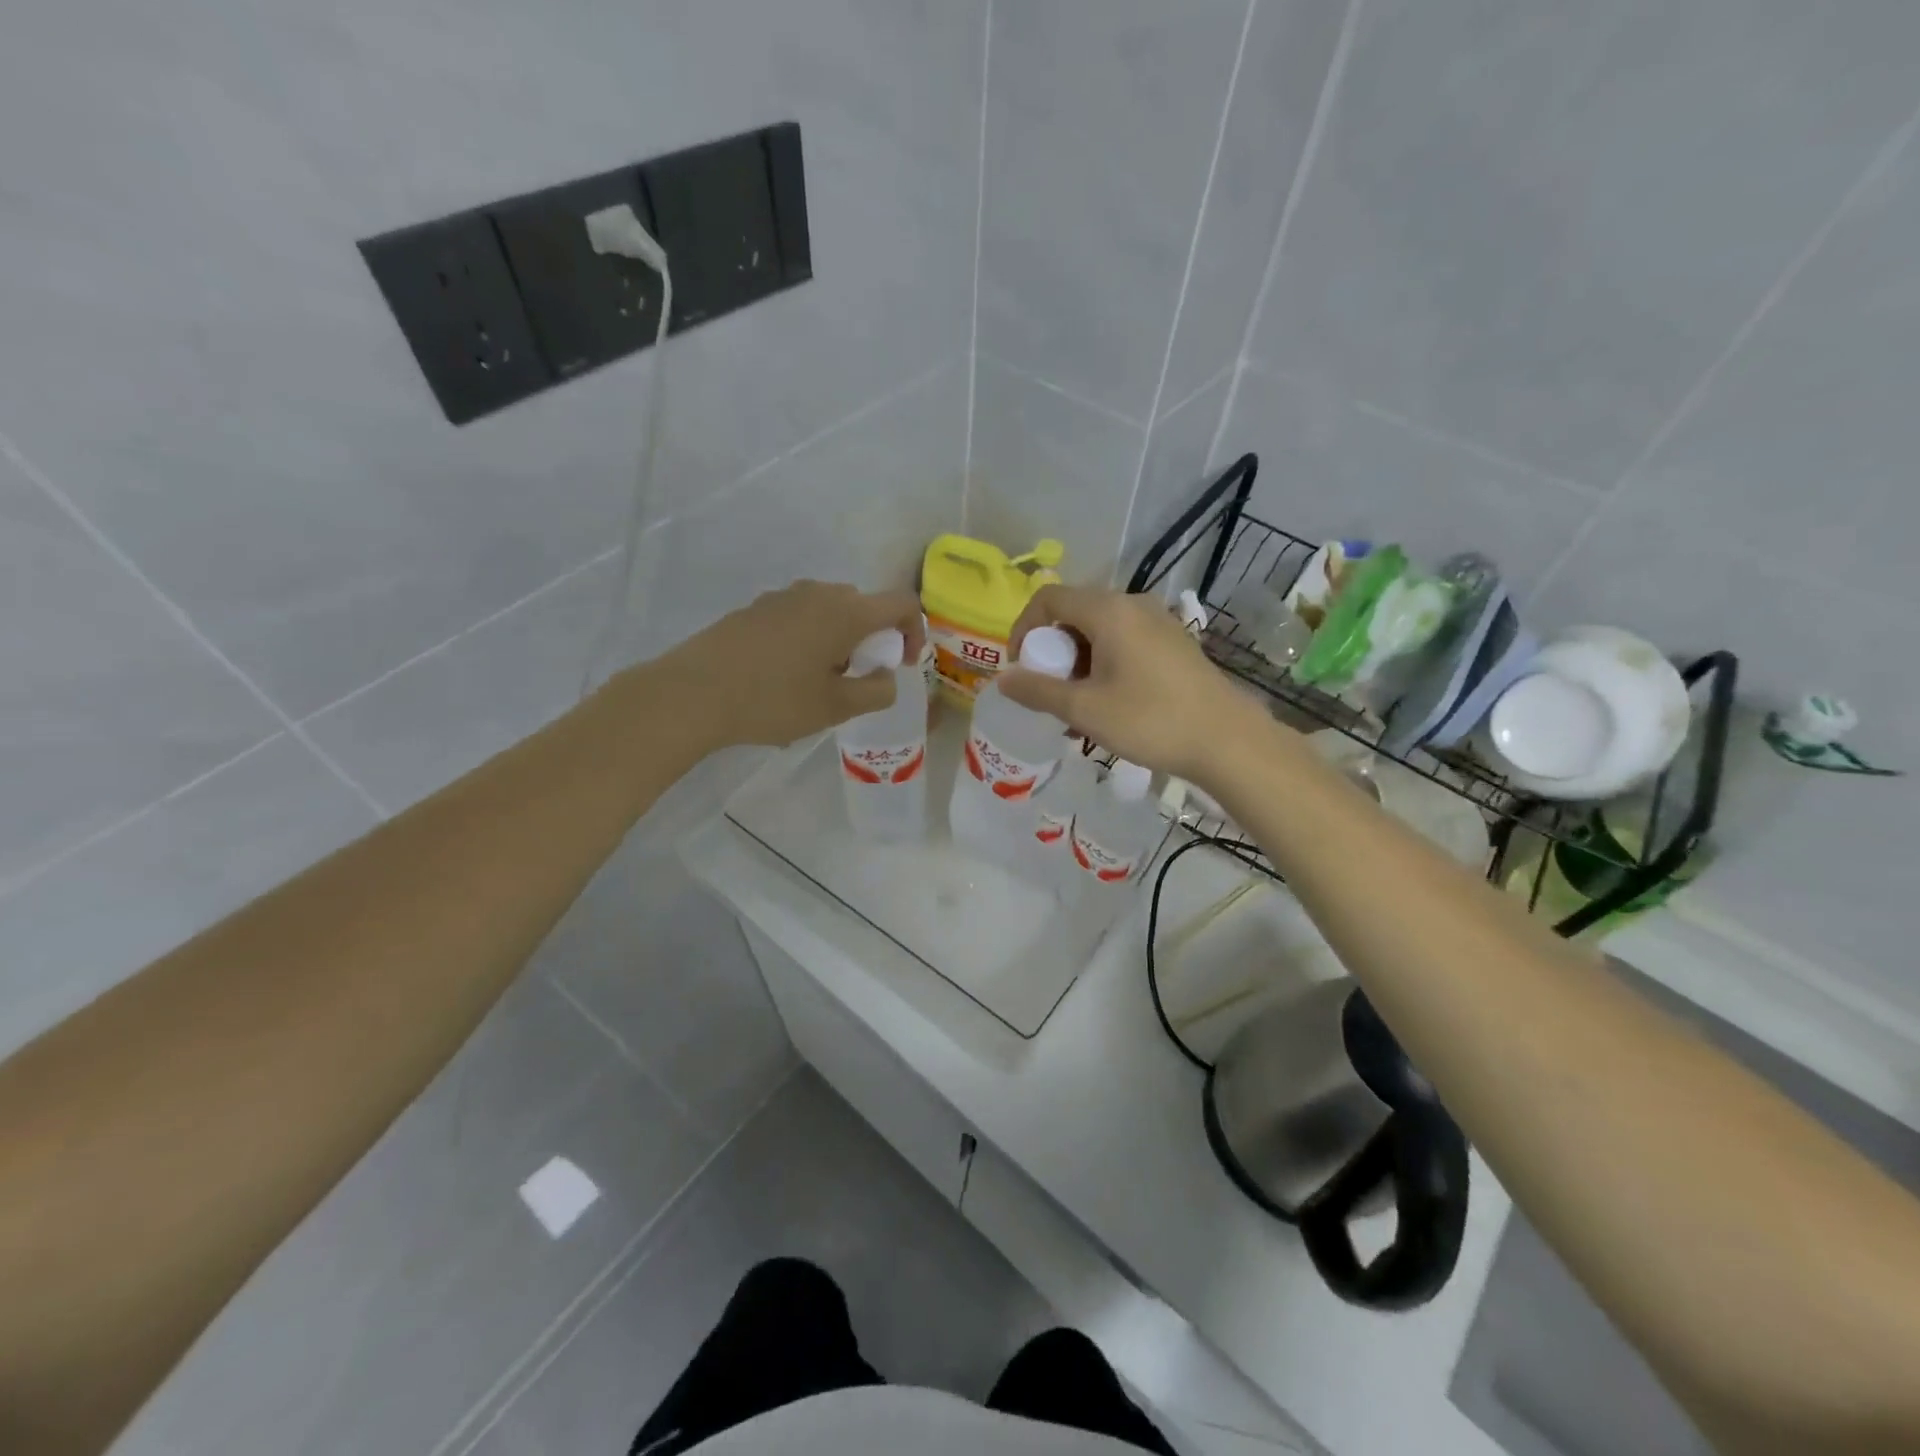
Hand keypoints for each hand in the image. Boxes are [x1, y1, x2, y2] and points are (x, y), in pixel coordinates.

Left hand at [652, 580, 924, 749]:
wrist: (692, 693)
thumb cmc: (773, 700)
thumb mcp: (835, 708)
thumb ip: (876, 692)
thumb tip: (885, 677)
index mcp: (846, 612)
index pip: (902, 603)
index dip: (915, 632)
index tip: (904, 665)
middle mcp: (818, 593)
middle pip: (864, 606)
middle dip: (873, 640)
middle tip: (858, 678)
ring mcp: (783, 597)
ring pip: (830, 611)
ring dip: (840, 639)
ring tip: (820, 680)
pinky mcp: (756, 608)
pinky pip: (800, 616)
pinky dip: (810, 638)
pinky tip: (785, 675)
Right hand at [998, 586, 1272, 781]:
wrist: (1227, 740)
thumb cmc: (1150, 720)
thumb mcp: (1085, 709)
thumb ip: (1038, 691)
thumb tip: (1002, 679)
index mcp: (1108, 610)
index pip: (1049, 599)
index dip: (1024, 628)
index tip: (1019, 667)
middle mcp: (1133, 605)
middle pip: (1074, 613)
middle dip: (1052, 650)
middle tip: (1048, 691)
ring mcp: (1158, 622)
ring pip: (1100, 631)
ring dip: (1077, 663)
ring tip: (1075, 708)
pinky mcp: (1174, 643)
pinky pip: (1124, 642)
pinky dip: (1104, 665)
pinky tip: (1107, 705)